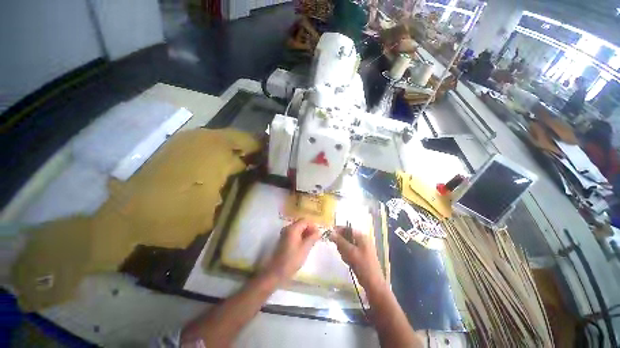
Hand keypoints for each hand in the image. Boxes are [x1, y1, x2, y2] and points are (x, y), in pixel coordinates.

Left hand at [263, 219, 320, 282]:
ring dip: (305, 233)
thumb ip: (312, 238)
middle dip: (309, 229)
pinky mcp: (284, 240)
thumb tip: (319, 231)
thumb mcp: (305, 248)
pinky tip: (305, 244)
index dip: (313, 226)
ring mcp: (285, 233)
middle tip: (316, 238)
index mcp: (293, 228)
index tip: (318, 234)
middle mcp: (288, 228)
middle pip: (301, 223)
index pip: (305, 221)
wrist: (276, 271)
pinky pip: (294, 233)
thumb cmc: (292, 259)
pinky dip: (301, 236)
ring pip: (298, 229)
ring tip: (312, 241)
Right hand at [330, 227, 384, 290]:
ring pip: (346, 244)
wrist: (373, 283)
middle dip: (341, 243)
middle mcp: (362, 239)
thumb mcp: (350, 252)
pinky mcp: (360, 255)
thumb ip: (340, 241)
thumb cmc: (363, 265)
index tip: (329, 234)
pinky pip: (349, 251)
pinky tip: (348, 261)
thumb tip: (331, 233)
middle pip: (346, 236)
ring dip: (343, 250)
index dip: (338, 230)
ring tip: (346, 258)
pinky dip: (347, 255)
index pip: (347, 228)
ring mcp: (361, 247)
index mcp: (362, 236)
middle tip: (341, 251)